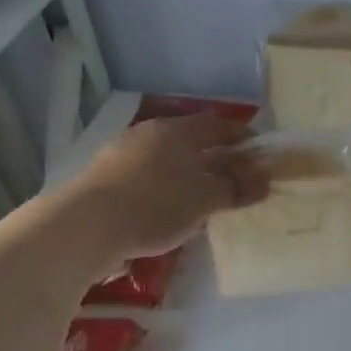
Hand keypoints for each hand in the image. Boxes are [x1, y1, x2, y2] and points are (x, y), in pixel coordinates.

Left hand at [64, 114, 266, 258]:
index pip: (217, 124)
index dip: (241, 136)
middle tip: (232, 177)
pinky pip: (145, 176)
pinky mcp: (103, 178)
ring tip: (201, 197)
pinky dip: (162, 187)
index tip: (258, 153)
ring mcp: (121, 153)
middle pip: (190, 140)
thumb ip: (236, 188)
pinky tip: (166, 210)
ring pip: (165, 158)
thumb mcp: (205, 199)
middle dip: (213, 156)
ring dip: (186, 173)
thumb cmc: (156, 205)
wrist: (87, 225)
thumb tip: (263, 180)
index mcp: (177, 131)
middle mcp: (148, 133)